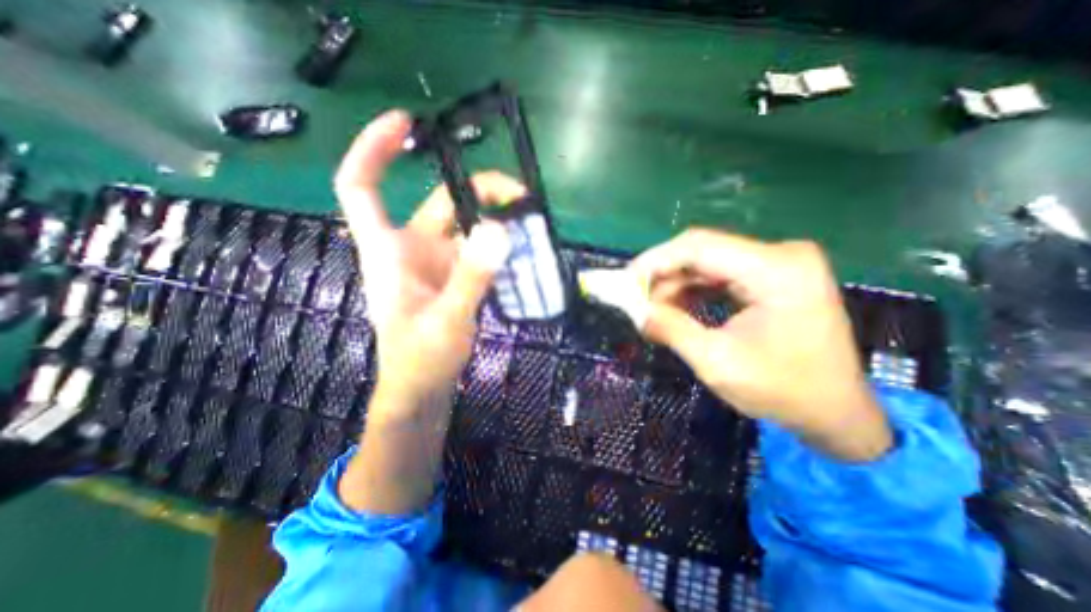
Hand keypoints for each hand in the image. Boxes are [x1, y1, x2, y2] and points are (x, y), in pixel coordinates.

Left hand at [332, 107, 519, 416]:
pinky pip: (479, 250)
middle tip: (521, 196)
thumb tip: (498, 230)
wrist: (423, 389)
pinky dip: (499, 245)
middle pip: (442, 202)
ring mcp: (438, 263)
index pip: (363, 188)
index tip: (408, 124)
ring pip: (466, 226)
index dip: (375, 150)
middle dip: (480, 191)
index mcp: (389, 251)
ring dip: (496, 220)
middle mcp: (412, 249)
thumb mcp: (446, 320)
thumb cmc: (419, 360)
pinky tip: (523, 249)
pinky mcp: (456, 277)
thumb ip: (471, 277)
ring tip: (531, 222)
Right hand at [631, 226, 895, 459]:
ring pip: (707, 263)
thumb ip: (672, 330)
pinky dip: (693, 291)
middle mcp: (780, 255)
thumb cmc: (784, 392)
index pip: (699, 247)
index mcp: (776, 270)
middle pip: (702, 251)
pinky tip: (676, 310)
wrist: (837, 413)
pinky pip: (720, 275)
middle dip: (662, 275)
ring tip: (653, 312)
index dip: (655, 261)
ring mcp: (779, 264)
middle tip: (636, 301)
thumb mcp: (717, 363)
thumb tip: (636, 311)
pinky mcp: (773, 277)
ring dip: (675, 285)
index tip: (626, 281)